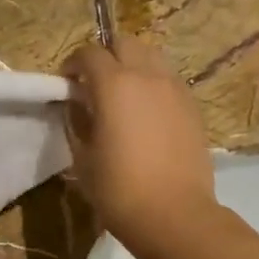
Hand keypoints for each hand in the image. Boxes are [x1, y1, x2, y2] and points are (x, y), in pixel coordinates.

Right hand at [62, 35, 219, 258]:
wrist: (174, 214)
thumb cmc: (119, 190)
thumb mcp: (83, 159)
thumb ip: (77, 123)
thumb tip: (76, 105)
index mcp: (114, 84)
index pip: (88, 54)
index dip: (72, 64)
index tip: (66, 83)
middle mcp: (147, 76)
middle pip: (124, 43)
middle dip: (105, 56)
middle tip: (94, 84)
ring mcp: (175, 89)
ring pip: (152, 57)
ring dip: (133, 66)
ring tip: (123, 95)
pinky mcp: (193, 107)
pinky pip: (169, 81)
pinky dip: (153, 85)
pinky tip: (146, 114)